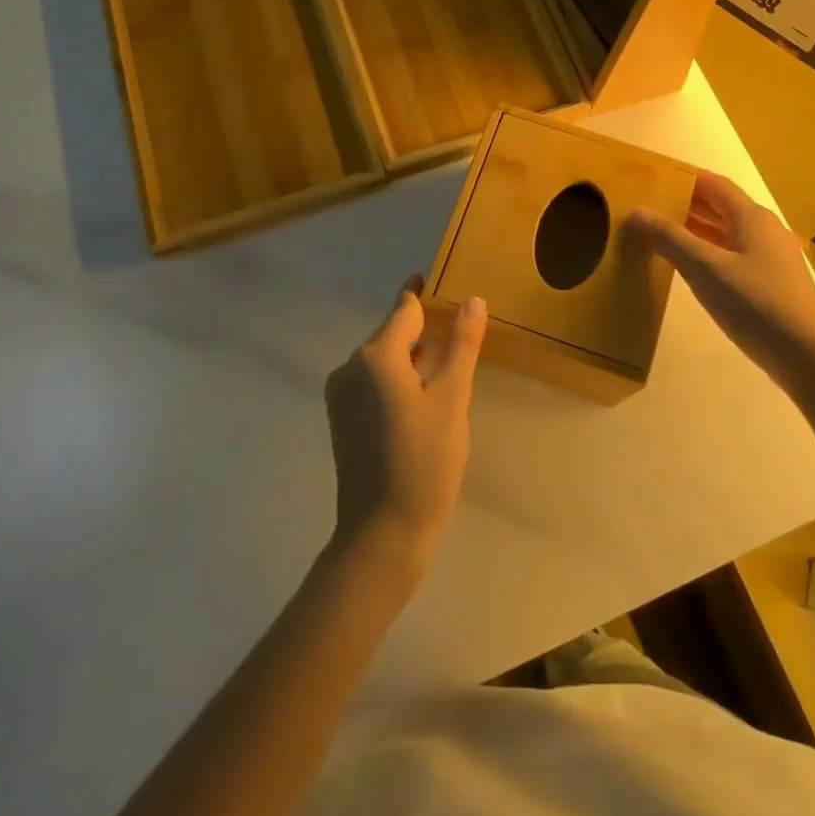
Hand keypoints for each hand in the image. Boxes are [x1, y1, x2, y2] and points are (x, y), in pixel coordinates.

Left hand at [324, 277, 485, 571]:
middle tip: (457, 331)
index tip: (440, 280)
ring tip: (447, 364)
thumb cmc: (424, 462)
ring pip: (383, 361)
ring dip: (412, 358)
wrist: (382, 536)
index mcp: (375, 356)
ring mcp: (342, 396)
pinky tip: (423, 398)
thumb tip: (473, 300)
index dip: (424, 294)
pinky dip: (397, 381)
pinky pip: (373, 384)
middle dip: (423, 331)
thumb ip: (461, 344)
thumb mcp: (452, 398)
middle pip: (393, 335)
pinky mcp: (342, 420)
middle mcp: (350, 368)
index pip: (404, 310)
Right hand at [628, 171, 814, 394]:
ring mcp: (771, 258)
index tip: (653, 178)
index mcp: (751, 217)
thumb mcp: (705, 269)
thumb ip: (670, 239)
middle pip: (721, 207)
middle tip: (650, 206)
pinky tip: (691, 268)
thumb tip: (636, 212)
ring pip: (727, 233)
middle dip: (687, 203)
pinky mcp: (772, 284)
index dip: (685, 178)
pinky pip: (734, 256)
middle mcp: (764, 230)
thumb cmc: (756, 304)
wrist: (809, 357)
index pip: (714, 185)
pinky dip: (709, 253)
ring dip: (697, 230)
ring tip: (662, 234)